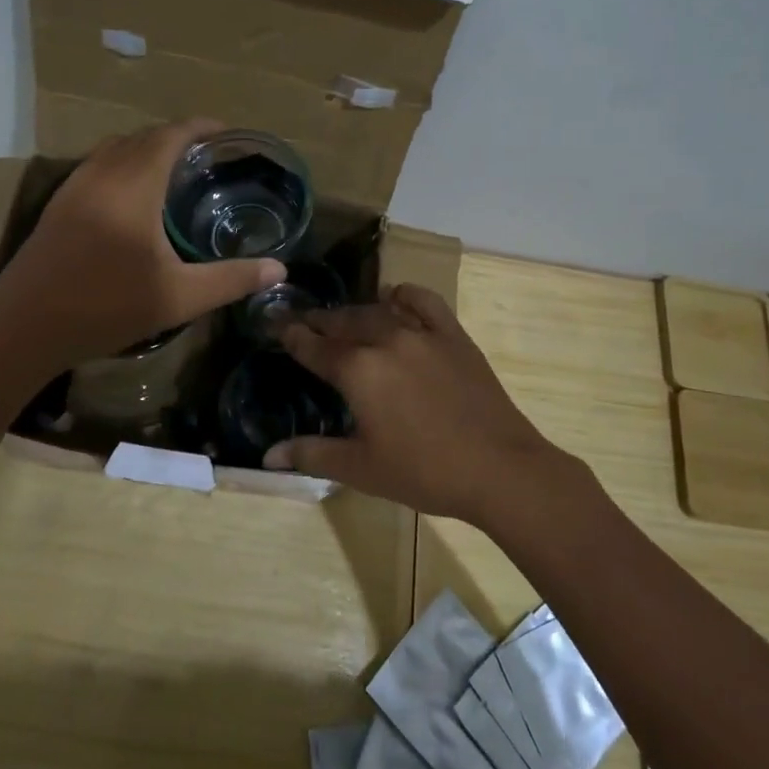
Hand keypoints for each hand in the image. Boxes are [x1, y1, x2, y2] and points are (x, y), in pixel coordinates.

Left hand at [0, 119, 284, 374]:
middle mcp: (102, 173)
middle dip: (176, 137)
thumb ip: (232, 279)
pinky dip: (122, 165)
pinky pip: (96, 166)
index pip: (170, 135)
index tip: (226, 132)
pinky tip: (131, 198)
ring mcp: (73, 187)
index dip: (200, 127)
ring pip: (115, 149)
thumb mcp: (179, 297)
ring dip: (145, 149)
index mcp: (134, 184)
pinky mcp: (57, 206)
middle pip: (142, 137)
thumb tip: (279, 270)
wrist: (23, 327)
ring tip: (173, 170)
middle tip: (207, 156)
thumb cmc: (106, 306)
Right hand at [266, 284, 581, 526]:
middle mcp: (386, 340)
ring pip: (378, 310)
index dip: (292, 336)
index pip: (314, 347)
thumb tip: (268, 456)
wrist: (499, 469)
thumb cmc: (424, 472)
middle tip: (304, 321)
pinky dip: (404, 295)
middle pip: (343, 322)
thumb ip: (312, 454)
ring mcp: (422, 333)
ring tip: (342, 318)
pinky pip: (424, 301)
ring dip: (355, 312)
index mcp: (358, 371)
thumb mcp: (362, 468)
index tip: (276, 325)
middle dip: (320, 321)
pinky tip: (395, 298)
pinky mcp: (453, 335)